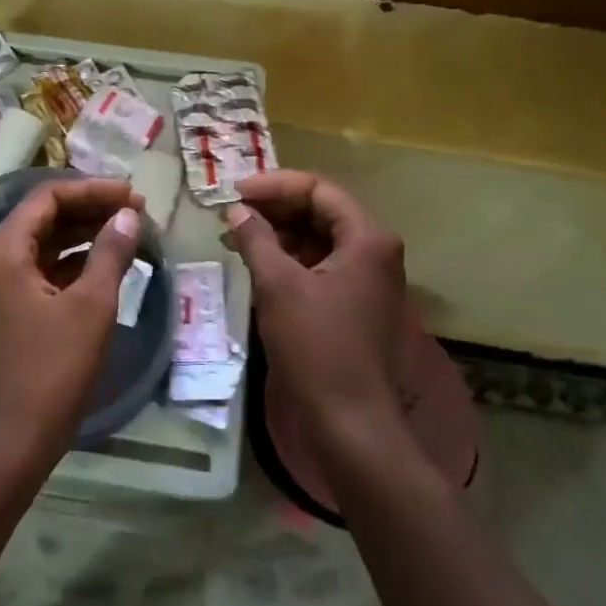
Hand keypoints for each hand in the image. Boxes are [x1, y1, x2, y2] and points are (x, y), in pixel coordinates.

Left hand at [0, 178, 142, 467]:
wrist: (18, 434)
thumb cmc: (54, 366)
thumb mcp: (91, 305)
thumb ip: (110, 252)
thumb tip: (128, 215)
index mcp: (4, 250)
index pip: (47, 198)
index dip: (92, 190)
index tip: (132, 194)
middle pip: (44, 217)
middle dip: (90, 209)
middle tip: (136, 210)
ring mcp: (1, 285)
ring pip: (46, 242)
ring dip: (85, 234)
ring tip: (129, 230)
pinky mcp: (13, 307)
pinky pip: (45, 269)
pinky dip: (76, 261)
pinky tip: (108, 262)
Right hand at [226, 170, 451, 463]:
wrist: (349, 419)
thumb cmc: (316, 346)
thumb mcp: (278, 286)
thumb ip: (256, 239)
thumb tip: (236, 210)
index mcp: (367, 238)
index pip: (318, 190)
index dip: (273, 186)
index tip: (233, 193)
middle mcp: (374, 251)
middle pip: (320, 211)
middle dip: (274, 208)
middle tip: (231, 212)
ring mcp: (367, 278)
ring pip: (318, 239)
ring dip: (278, 233)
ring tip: (235, 236)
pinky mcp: (354, 302)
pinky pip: (319, 265)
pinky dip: (288, 259)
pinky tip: (256, 262)